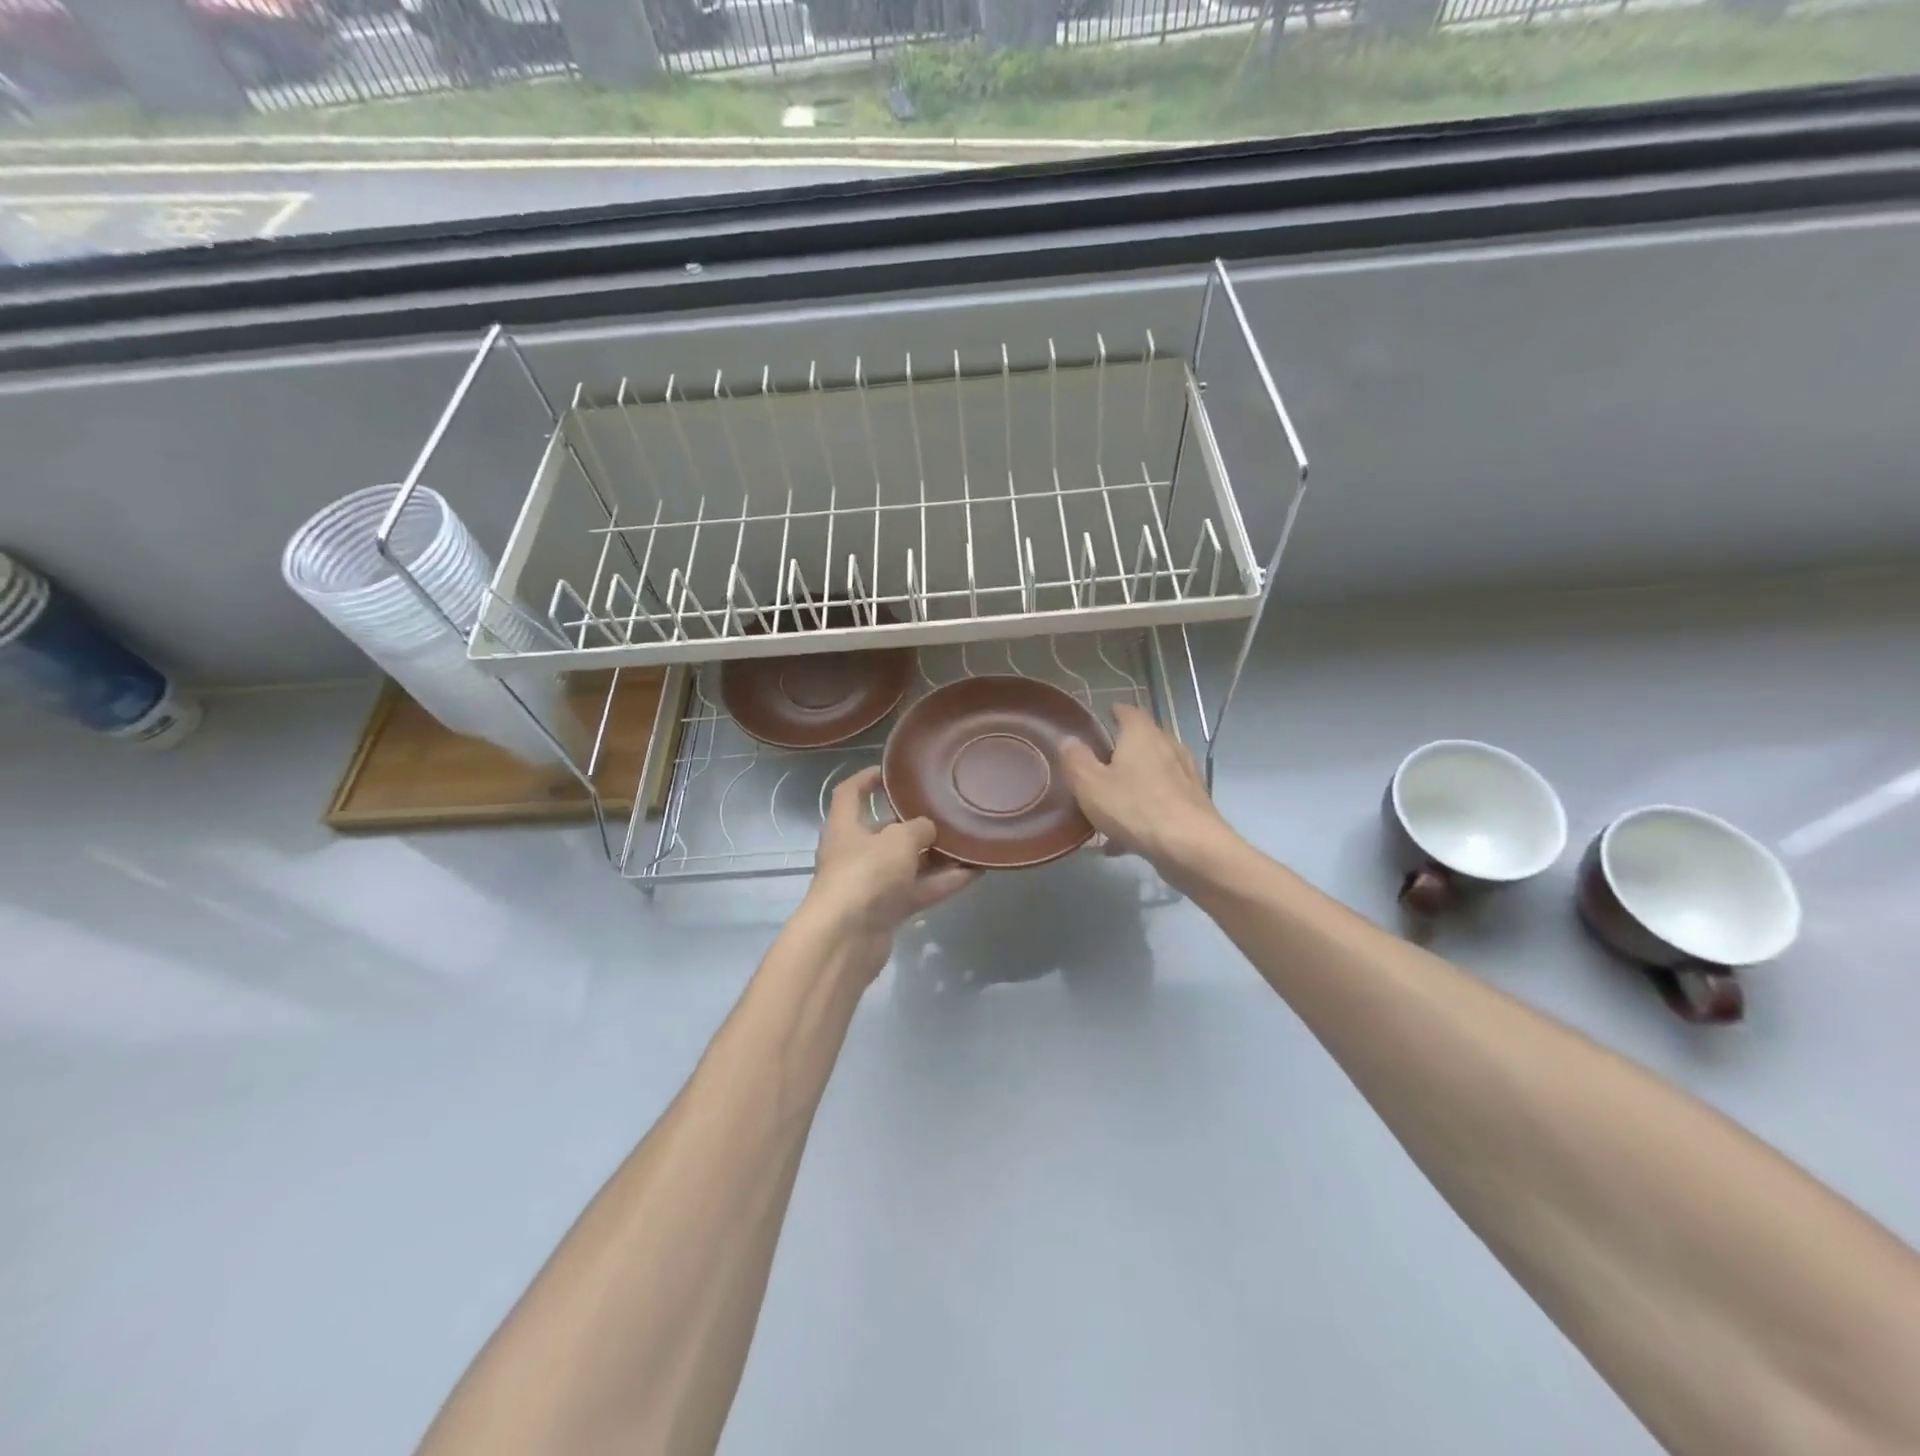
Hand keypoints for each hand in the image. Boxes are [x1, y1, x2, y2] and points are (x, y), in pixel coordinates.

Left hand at [803, 766, 979, 980]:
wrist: (846, 939)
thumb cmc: (865, 874)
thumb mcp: (898, 840)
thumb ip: (918, 828)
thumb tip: (929, 829)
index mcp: (844, 827)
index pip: (849, 793)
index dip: (866, 779)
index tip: (892, 772)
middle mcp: (854, 853)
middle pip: (885, 831)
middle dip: (915, 824)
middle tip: (945, 812)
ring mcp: (871, 884)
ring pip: (908, 864)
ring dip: (936, 856)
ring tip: (969, 842)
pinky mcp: (887, 911)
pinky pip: (919, 890)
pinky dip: (943, 882)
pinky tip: (975, 873)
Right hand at [1059, 703, 1235, 886]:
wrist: (1191, 848)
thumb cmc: (1136, 808)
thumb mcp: (1090, 784)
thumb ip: (1075, 760)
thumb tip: (1068, 740)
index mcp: (1142, 735)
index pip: (1129, 711)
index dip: (1114, 712)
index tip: (1101, 718)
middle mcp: (1168, 747)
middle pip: (1143, 741)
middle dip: (1122, 750)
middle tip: (1098, 764)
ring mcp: (1184, 776)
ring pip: (1152, 773)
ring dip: (1133, 783)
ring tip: (1109, 803)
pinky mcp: (1193, 803)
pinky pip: (1160, 801)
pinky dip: (1143, 811)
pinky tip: (1123, 839)